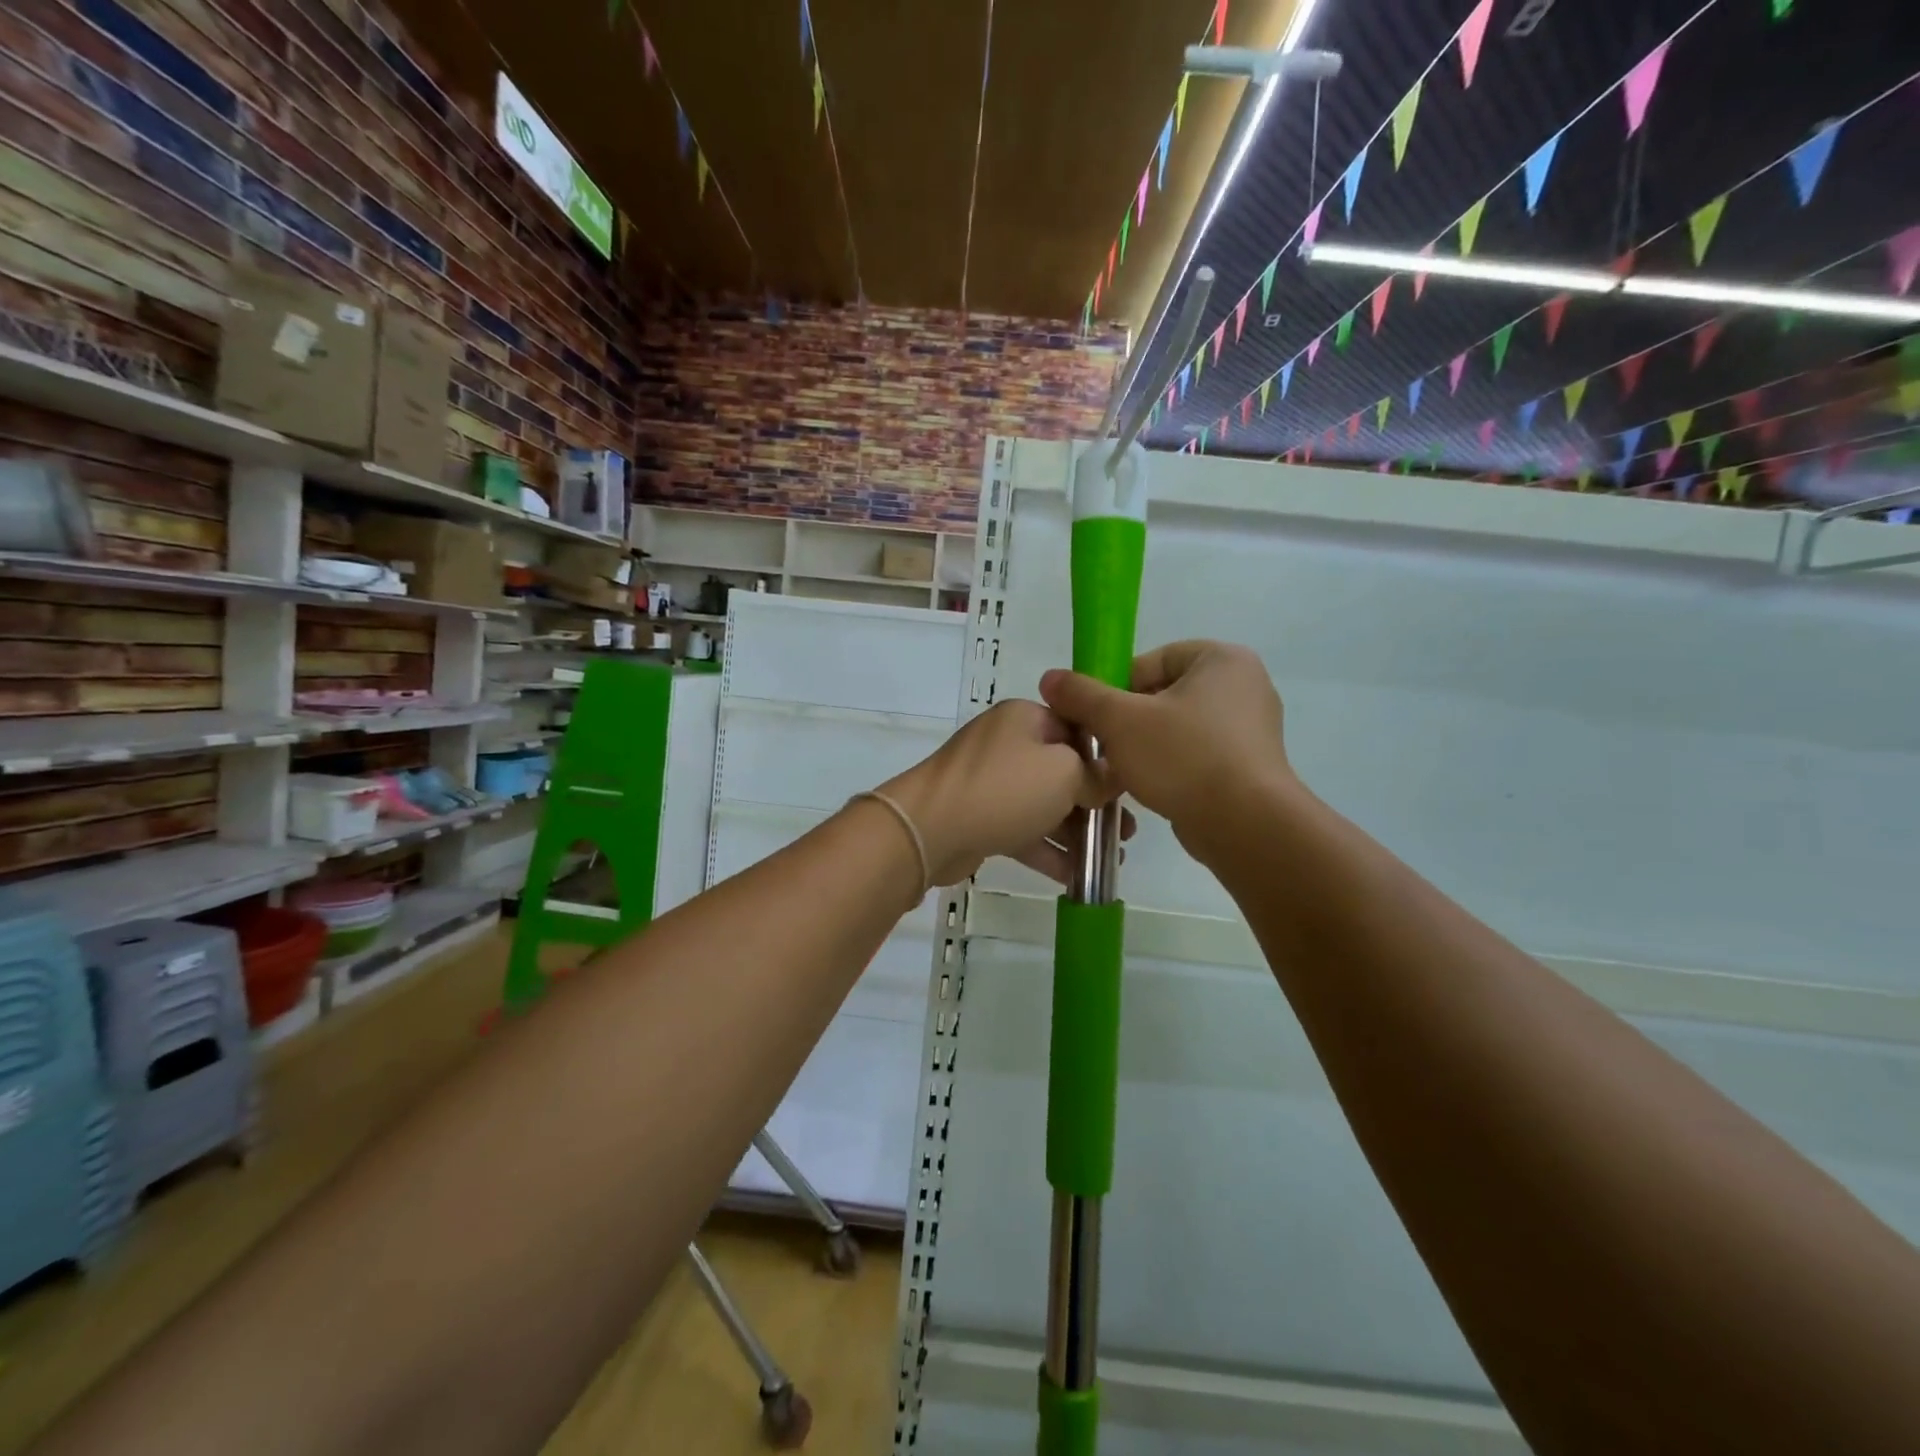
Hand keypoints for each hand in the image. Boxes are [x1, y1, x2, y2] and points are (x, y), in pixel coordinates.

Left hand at [879, 699, 1128, 886]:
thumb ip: (1095, 775)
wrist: (929, 830)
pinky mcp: (981, 817)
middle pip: (1063, 770)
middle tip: (1126, 831)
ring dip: (1076, 831)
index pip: (1078, 729)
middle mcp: (1008, 744)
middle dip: (1096, 803)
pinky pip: (1023, 830)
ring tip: (1110, 859)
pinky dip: (1048, 850)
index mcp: (1026, 718)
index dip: (1107, 759)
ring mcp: (991, 782)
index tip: (1132, 788)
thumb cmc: (1004, 789)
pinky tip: (1076, 877)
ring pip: (1044, 804)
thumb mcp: (1063, 773)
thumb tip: (1110, 778)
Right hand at [1039, 640, 1292, 857]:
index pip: (1152, 660)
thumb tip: (1050, 678)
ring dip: (1145, 746)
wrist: (1245, 825)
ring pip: (1178, 727)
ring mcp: (1252, 728)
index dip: (1115, 686)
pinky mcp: (1250, 766)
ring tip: (1122, 771)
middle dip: (1128, 721)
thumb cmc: (1183, 757)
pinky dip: (1172, 767)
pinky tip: (1152, 788)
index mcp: (1221, 660)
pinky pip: (1197, 755)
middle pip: (1163, 694)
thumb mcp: (1120, 720)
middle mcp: (1244, 686)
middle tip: (1103, 746)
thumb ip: (1082, 695)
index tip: (1096, 717)